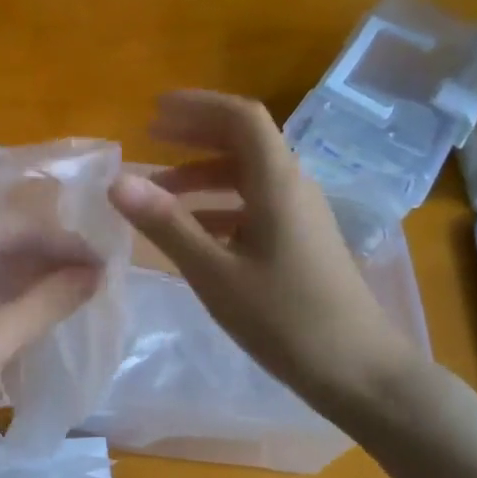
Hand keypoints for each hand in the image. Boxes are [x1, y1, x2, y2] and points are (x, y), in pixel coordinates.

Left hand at [0, 223, 100, 460]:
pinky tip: (29, 312)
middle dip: (45, 257)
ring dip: (25, 277)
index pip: (14, 222)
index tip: (101, 261)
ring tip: (70, 293)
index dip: (61, 240)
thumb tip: (95, 272)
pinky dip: (1, 296)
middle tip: (91, 278)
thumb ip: (49, 300)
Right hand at [107, 90, 421, 410]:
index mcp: (278, 182)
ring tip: (159, 189)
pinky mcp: (301, 242)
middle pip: (245, 141)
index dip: (197, 106)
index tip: (153, 110)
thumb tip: (117, 182)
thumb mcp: (215, 273)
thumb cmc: (286, 320)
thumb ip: (167, 224)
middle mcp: (293, 187)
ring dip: (204, 174)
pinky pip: (255, 206)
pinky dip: (219, 206)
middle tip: (150, 136)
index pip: (240, 118)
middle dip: (196, 133)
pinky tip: (192, 230)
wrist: (359, 371)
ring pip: (248, 176)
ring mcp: (301, 215)